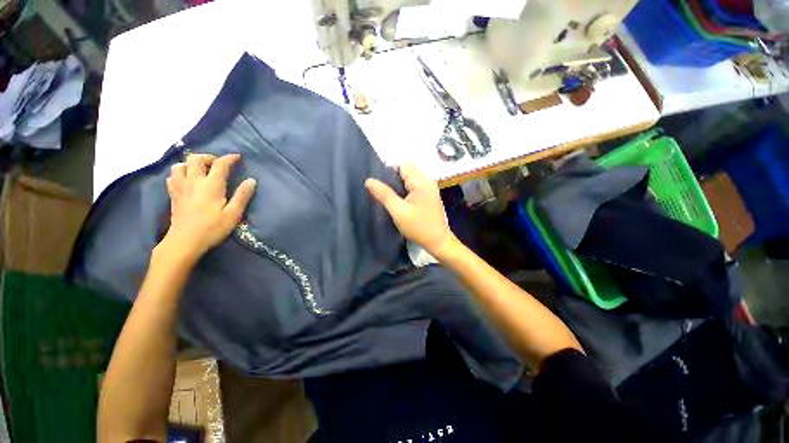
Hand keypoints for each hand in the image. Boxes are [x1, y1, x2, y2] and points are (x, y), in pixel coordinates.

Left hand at [160, 153, 256, 260]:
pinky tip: (186, 179)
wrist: (184, 242)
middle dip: (209, 157)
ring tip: (201, 170)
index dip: (230, 158)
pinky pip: (172, 176)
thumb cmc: (212, 228)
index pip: (220, 164)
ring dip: (191, 163)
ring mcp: (180, 187)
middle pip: (196, 159)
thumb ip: (242, 195)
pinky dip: (180, 173)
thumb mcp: (233, 214)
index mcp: (211, 185)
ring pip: (180, 165)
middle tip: (218, 164)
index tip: (238, 157)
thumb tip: (251, 180)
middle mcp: (194, 181)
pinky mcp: (173, 195)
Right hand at [366, 163, 457, 258]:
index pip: (403, 165)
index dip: (389, 171)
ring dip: (398, 185)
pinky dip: (405, 190)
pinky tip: (399, 201)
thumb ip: (384, 195)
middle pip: (407, 170)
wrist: (438, 242)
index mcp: (421, 182)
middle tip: (382, 192)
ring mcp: (430, 189)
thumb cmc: (419, 227)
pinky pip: (414, 186)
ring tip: (389, 197)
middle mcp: (427, 181)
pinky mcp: (429, 196)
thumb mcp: (399, 212)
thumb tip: (369, 180)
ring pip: (410, 179)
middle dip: (393, 178)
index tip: (379, 184)